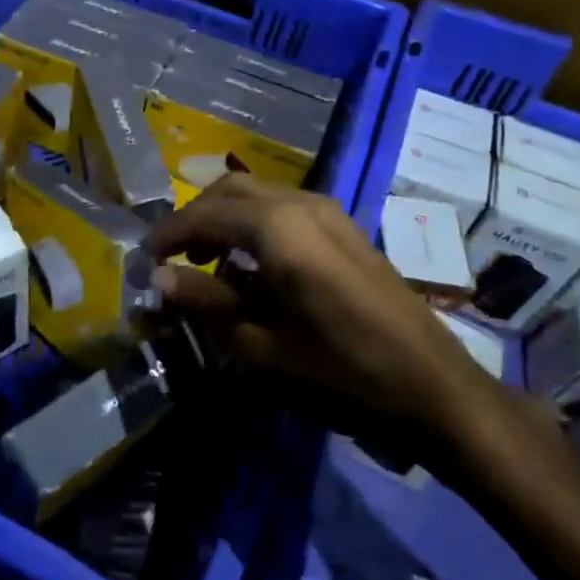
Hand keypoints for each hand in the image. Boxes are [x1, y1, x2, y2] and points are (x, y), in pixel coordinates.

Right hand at [148, 173, 523, 450]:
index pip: (204, 214)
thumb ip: (206, 303)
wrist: (434, 389)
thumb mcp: (261, 346)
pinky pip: (285, 211)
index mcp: (278, 227)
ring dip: (225, 220)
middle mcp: (302, 204)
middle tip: (174, 260)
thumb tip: (159, 279)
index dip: (168, 235)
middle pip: (231, 190)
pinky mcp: (346, 231)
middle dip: (196, 218)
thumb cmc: (340, 372)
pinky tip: (252, 271)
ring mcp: (330, 214)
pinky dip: (254, 227)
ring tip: (207, 267)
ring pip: (259, 197)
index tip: (144, 261)